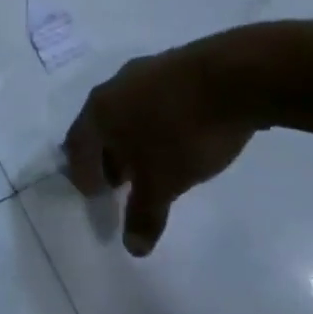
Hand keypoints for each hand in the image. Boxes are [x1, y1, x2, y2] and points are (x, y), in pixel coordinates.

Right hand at [62, 29, 277, 255]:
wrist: (235, 77)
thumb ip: (144, 214)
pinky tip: (179, 137)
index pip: (77, 147)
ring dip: (133, 139)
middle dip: (108, 158)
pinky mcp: (175, 66)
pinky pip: (153, 101)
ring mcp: (145, 71)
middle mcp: (114, 86)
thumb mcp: (164, 182)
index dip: (84, 176)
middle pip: (100, 127)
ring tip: (154, 163)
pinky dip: (156, 123)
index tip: (98, 198)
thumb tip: (133, 247)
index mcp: (99, 111)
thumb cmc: (184, 132)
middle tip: (123, 185)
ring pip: (128, 112)